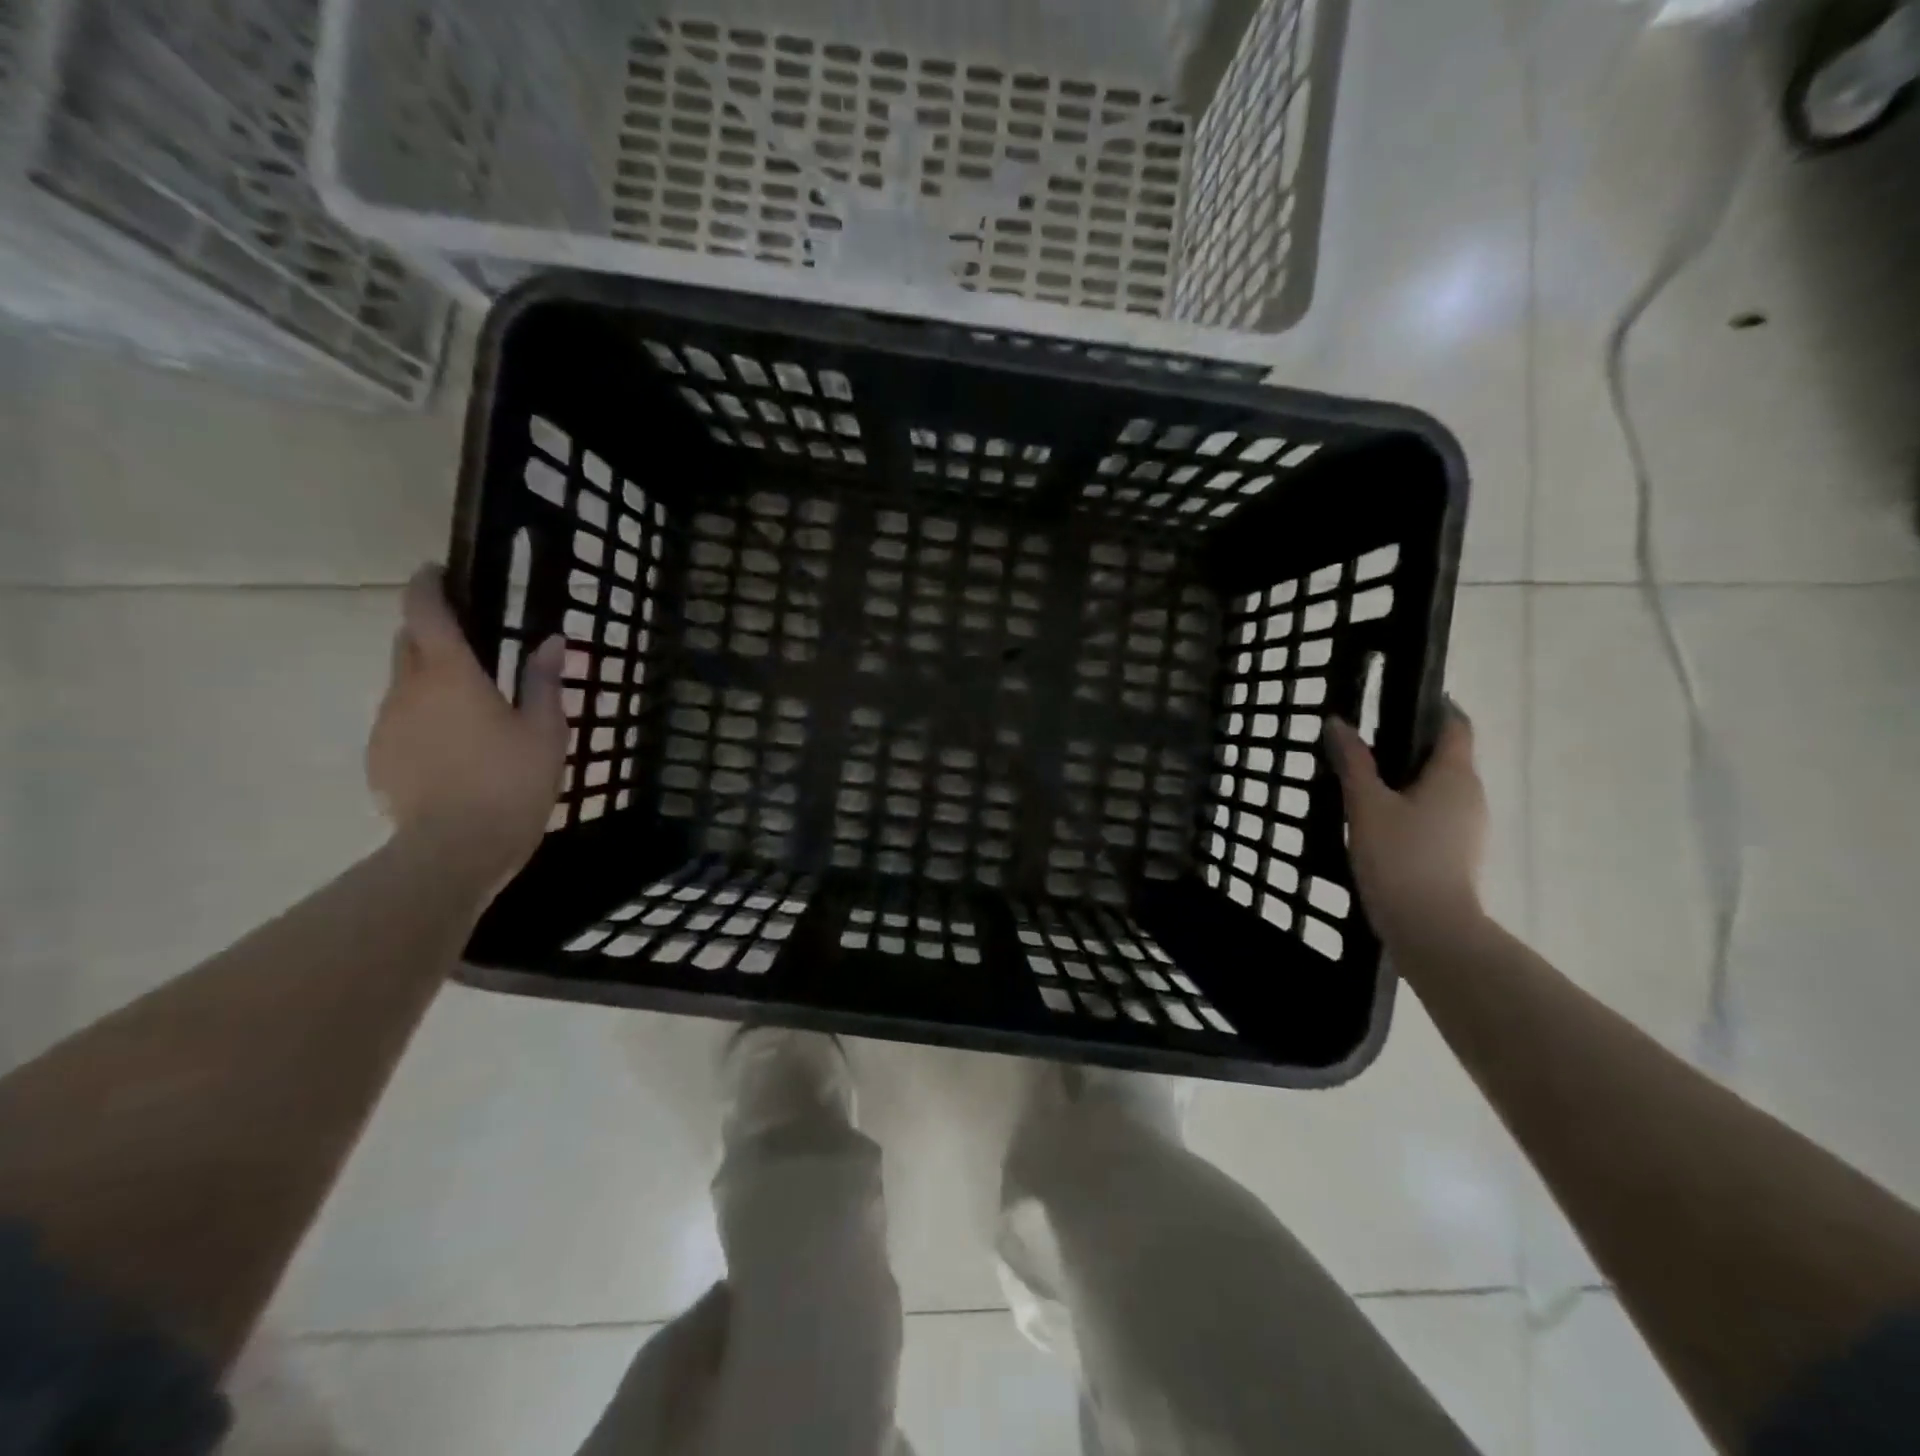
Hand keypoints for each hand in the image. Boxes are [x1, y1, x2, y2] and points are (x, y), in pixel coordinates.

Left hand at [367, 566, 566, 889]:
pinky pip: (401, 722)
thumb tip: (551, 641)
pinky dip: (424, 719)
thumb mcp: (546, 731)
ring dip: (430, 682)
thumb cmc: (512, 782)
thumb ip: (544, 681)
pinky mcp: (380, 757)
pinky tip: (455, 750)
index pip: (425, 611)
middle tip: (472, 646)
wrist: (456, 850)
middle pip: (408, 643)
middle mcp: (408, 689)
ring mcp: (387, 724)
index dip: (428, 585)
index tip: (438, 572)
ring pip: (403, 685)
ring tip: (471, 709)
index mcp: (451, 674)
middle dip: (432, 634)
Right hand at [1325, 704, 1486, 948]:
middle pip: (1446, 756)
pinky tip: (1377, 819)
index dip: (1434, 706)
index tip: (1399, 697)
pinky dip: (1411, 806)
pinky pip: (1435, 814)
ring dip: (1408, 779)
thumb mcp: (1366, 805)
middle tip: (1365, 741)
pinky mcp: (1457, 852)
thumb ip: (1353, 762)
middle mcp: (1471, 795)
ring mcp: (1469, 827)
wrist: (1430, 928)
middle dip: (1410, 744)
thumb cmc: (1400, 857)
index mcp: (1455, 774)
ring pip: (1439, 788)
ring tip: (1364, 780)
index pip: (1455, 725)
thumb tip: (1338, 722)